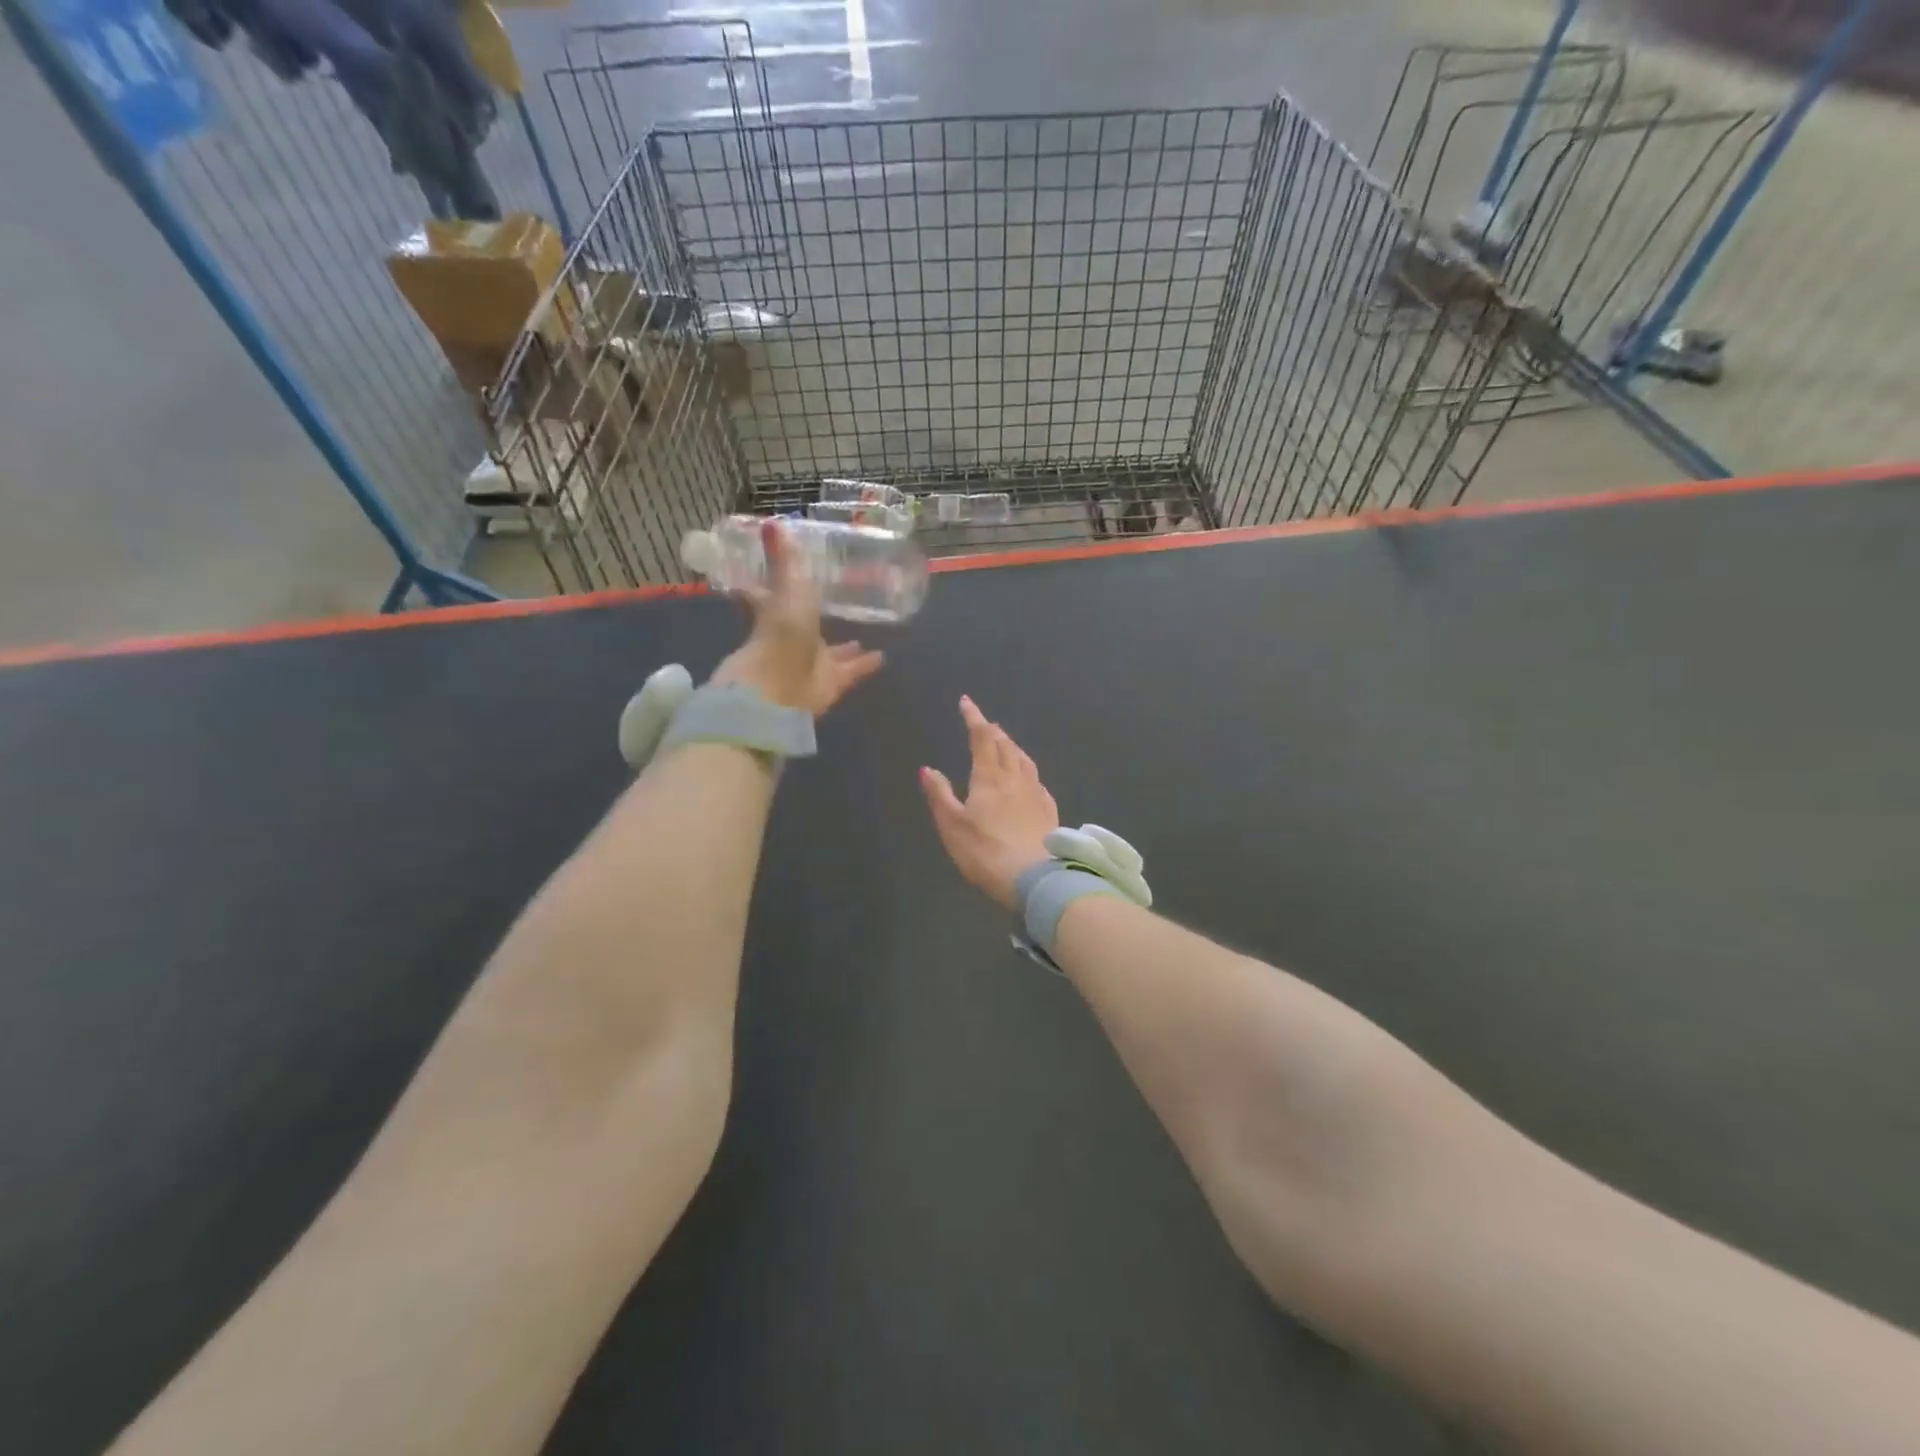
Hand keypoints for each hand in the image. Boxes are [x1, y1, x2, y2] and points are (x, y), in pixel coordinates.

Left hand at [713, 520, 884, 713]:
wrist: (781, 687)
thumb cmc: (780, 633)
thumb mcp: (786, 588)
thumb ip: (784, 560)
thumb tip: (771, 521)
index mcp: (775, 614)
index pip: (770, 596)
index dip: (776, 585)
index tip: (788, 575)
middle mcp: (792, 639)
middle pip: (806, 627)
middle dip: (818, 618)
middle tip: (836, 606)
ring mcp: (811, 664)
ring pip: (830, 653)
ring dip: (844, 647)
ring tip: (861, 636)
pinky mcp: (831, 684)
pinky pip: (851, 672)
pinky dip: (865, 665)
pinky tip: (882, 657)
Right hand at [920, 696, 1059, 908]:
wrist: (1036, 878)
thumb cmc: (986, 852)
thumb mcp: (952, 825)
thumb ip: (940, 795)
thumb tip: (927, 768)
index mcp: (989, 777)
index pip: (981, 738)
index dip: (974, 717)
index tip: (966, 702)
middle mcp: (1015, 779)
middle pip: (1006, 746)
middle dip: (994, 731)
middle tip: (986, 723)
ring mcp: (1036, 794)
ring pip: (1025, 761)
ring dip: (1013, 747)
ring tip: (1007, 743)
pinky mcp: (1049, 812)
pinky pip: (1038, 782)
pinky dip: (1029, 772)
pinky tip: (1030, 779)